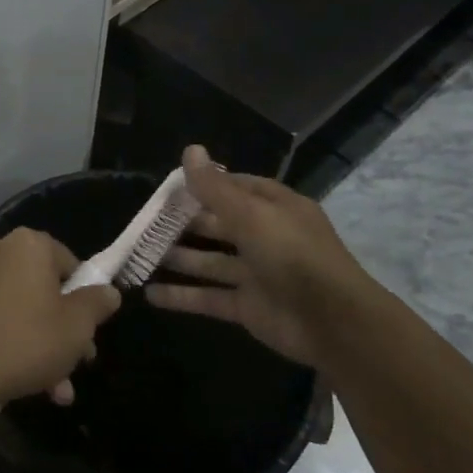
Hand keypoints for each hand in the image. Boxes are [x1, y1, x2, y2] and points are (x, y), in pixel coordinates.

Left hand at [0, 228, 121, 414]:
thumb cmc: (27, 341)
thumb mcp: (77, 327)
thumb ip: (97, 303)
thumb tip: (109, 291)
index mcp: (29, 244)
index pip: (71, 265)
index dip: (85, 300)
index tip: (90, 332)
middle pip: (44, 289)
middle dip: (64, 330)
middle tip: (78, 363)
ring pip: (21, 309)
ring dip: (42, 346)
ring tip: (56, 390)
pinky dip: (12, 342)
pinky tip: (26, 382)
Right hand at [146, 146, 382, 366]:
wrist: (333, 323)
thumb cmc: (293, 255)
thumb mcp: (251, 214)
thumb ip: (215, 188)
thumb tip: (190, 149)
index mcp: (274, 208)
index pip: (235, 188)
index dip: (203, 185)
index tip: (168, 187)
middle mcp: (265, 237)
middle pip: (217, 225)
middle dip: (183, 223)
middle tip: (144, 221)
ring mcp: (255, 274)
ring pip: (209, 261)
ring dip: (177, 259)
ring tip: (139, 254)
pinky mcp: (247, 307)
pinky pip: (208, 297)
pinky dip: (181, 296)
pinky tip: (150, 294)